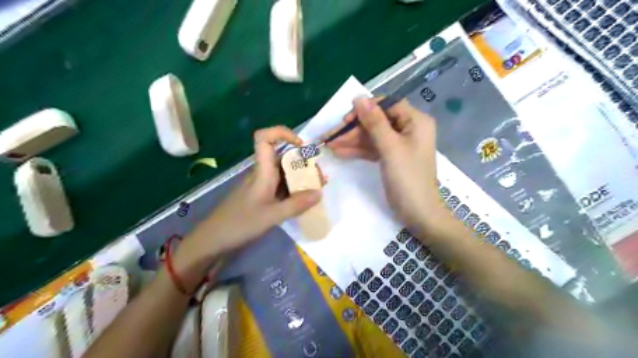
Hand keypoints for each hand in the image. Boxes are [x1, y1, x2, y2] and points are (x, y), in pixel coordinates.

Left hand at [174, 127, 321, 289]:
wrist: (214, 239)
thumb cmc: (240, 223)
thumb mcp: (272, 216)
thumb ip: (297, 204)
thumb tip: (319, 193)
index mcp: (261, 171)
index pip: (265, 138)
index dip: (283, 133)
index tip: (302, 146)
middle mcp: (261, 172)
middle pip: (282, 156)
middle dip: (303, 161)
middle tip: (319, 177)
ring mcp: (261, 184)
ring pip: (283, 172)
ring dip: (300, 176)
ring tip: (317, 188)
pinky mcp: (261, 195)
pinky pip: (280, 185)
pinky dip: (294, 188)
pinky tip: (304, 199)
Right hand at [326, 98, 441, 230]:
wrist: (418, 213)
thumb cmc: (408, 178)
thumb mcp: (390, 148)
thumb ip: (374, 122)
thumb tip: (359, 97)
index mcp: (416, 121)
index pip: (387, 105)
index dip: (366, 110)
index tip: (346, 120)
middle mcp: (409, 129)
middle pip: (377, 122)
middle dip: (354, 129)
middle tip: (331, 137)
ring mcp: (399, 145)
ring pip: (372, 136)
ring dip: (352, 141)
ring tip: (330, 146)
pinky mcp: (392, 158)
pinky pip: (373, 149)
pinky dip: (358, 151)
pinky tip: (340, 152)